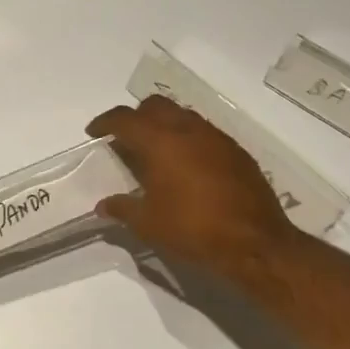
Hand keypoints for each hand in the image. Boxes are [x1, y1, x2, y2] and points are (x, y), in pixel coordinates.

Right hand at [86, 96, 302, 281]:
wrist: (255, 243)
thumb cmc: (192, 229)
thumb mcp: (148, 224)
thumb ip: (122, 208)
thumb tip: (103, 205)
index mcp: (161, 142)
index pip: (125, 119)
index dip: (105, 122)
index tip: (94, 131)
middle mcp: (188, 130)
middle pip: (155, 105)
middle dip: (136, 116)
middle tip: (126, 138)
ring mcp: (216, 138)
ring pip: (183, 115)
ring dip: (165, 125)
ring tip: (156, 152)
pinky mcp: (237, 152)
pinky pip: (204, 133)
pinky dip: (188, 139)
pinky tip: (186, 166)